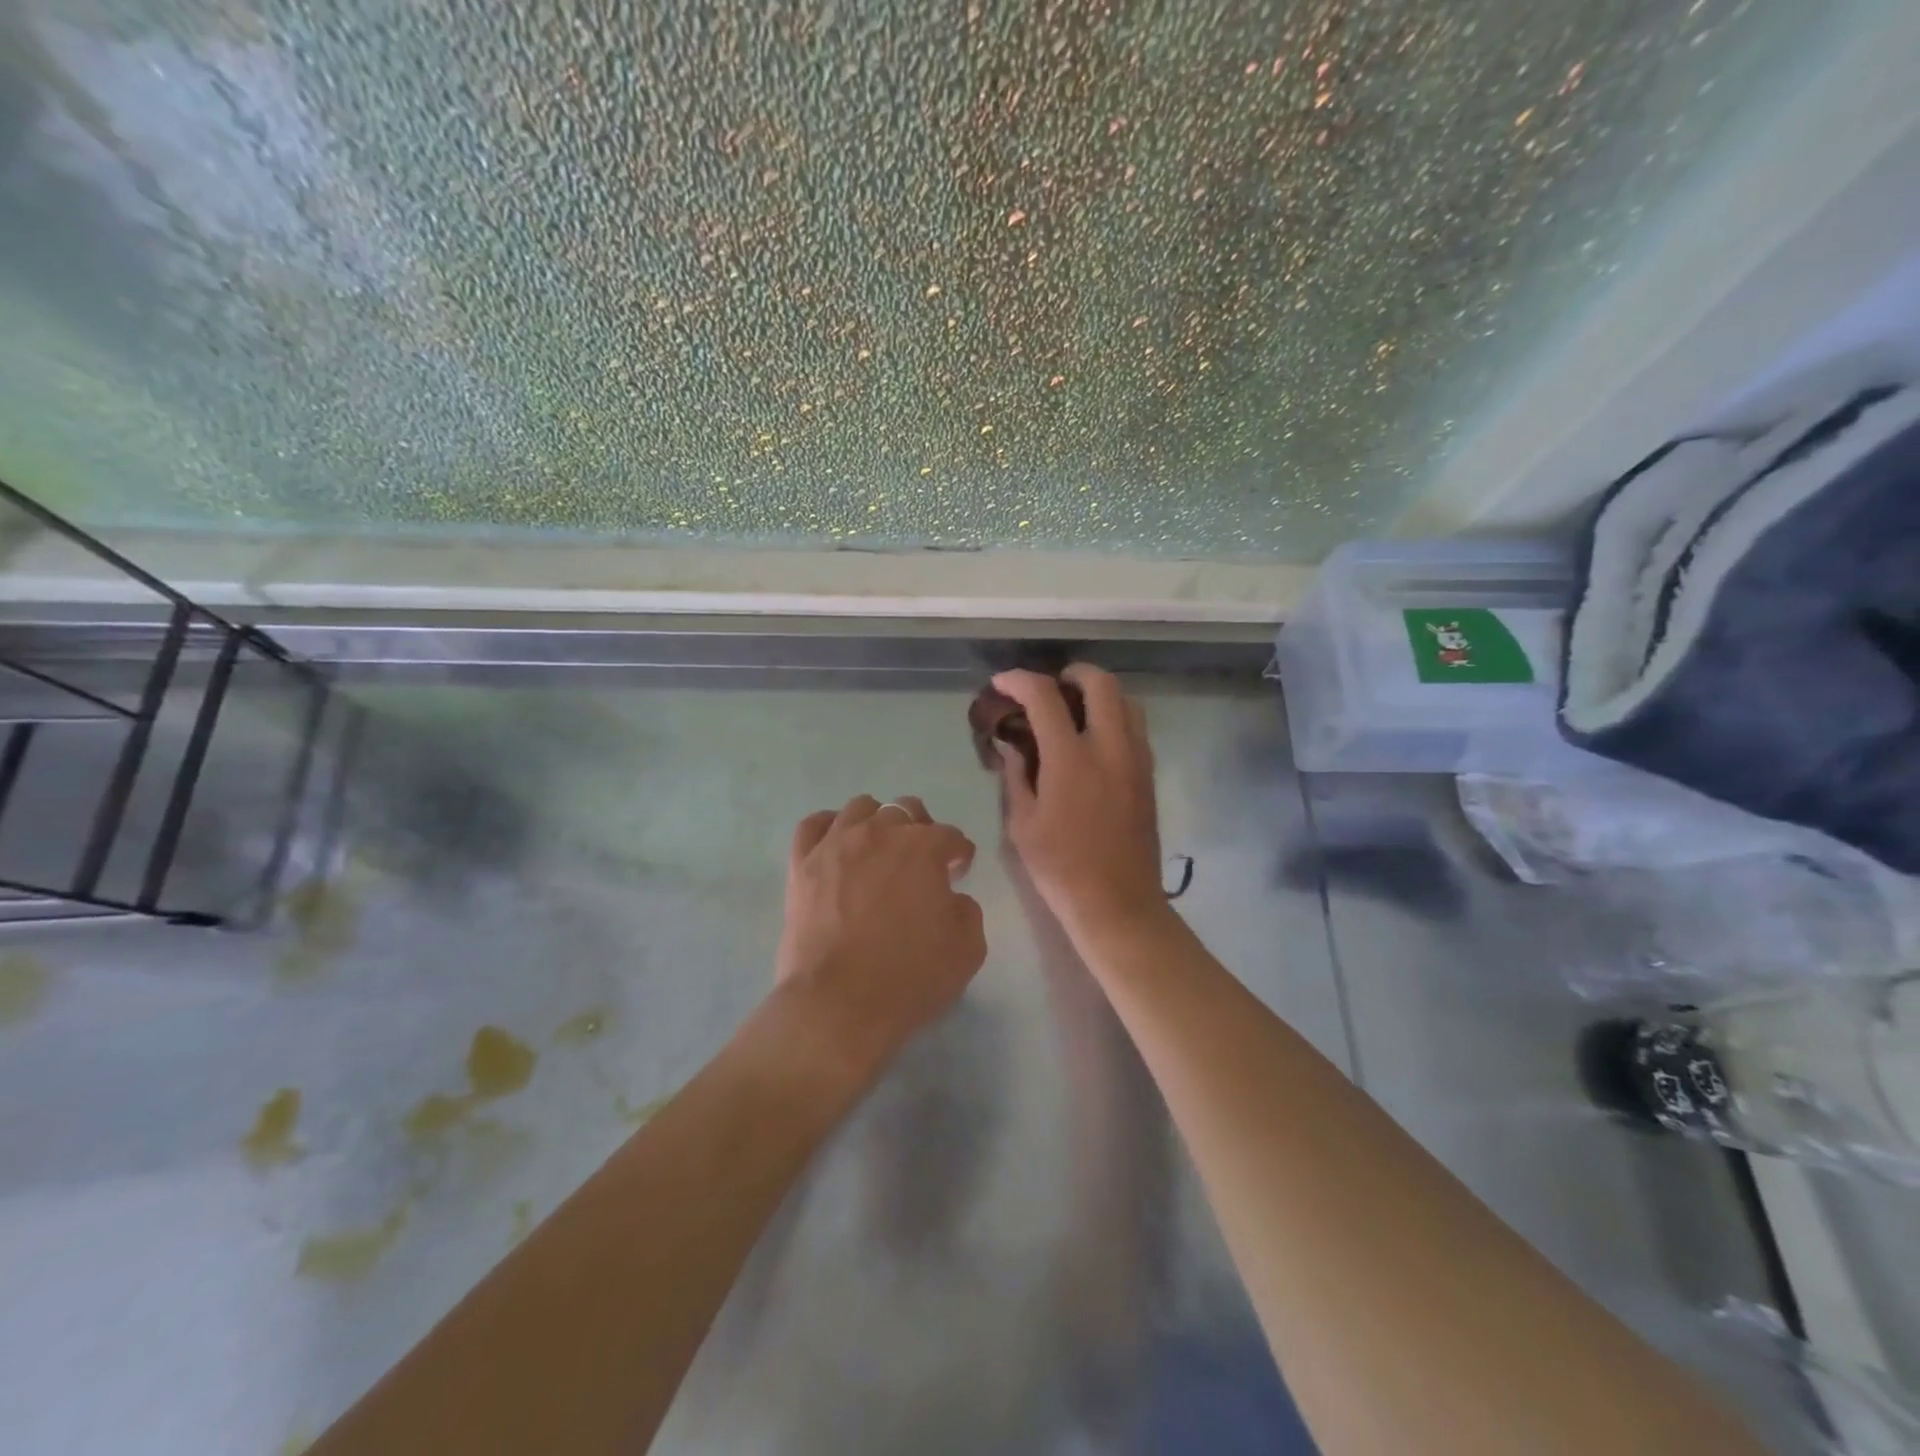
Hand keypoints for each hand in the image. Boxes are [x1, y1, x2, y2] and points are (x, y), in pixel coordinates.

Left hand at [777, 795, 985, 1073]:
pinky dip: (829, 827)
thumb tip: (949, 896)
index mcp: (923, 847)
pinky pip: (813, 825)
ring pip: (860, 808)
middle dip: (920, 831)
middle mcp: (879, 832)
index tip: (957, 872)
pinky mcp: (802, 863)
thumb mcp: (968, 948)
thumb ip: (967, 909)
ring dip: (877, 823)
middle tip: (920, 864)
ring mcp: (836, 844)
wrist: (839, 1005)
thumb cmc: (909, 977)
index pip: (950, 836)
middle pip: (906, 810)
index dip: (958, 854)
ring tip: (878, 852)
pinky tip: (836, 844)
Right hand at [993, 665, 1168, 938]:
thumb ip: (1016, 775)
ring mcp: (1135, 759)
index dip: (1020, 680)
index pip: (1045, 696)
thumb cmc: (1060, 867)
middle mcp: (1109, 748)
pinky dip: (1114, 716)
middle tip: (1049, 688)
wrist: (1117, 903)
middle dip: (1071, 673)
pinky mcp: (1148, 775)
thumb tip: (1012, 744)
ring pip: (1126, 701)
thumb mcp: (1022, 824)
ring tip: (1073, 710)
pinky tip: (1092, 740)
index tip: (1002, 683)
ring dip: (1098, 693)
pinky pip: (1135, 727)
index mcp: (1071, 760)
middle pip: (1100, 682)